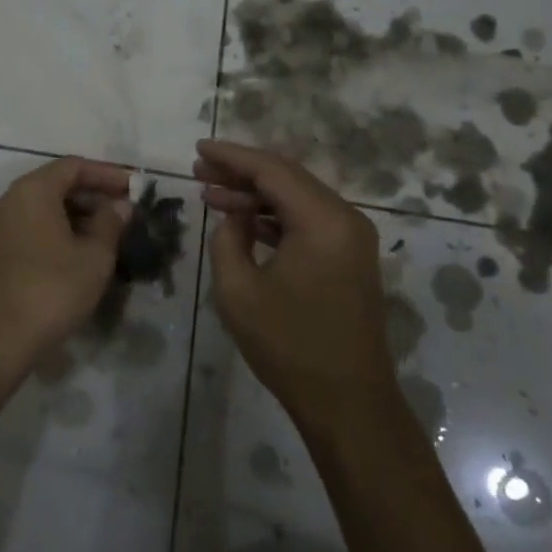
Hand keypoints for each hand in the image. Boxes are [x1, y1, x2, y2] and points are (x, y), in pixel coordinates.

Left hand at [0, 157, 129, 367]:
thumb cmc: (51, 289)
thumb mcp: (93, 257)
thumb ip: (110, 224)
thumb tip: (120, 206)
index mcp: (32, 190)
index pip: (74, 167)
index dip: (107, 174)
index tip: (135, 188)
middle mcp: (10, 200)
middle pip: (57, 184)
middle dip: (93, 196)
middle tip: (126, 213)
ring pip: (44, 208)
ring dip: (78, 216)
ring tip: (109, 236)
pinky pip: (32, 227)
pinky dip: (58, 232)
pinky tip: (81, 254)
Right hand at [196, 139, 396, 436]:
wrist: (348, 403)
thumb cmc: (289, 346)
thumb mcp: (238, 290)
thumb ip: (227, 239)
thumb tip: (234, 217)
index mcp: (323, 221)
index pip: (271, 170)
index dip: (231, 156)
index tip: (198, 149)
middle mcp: (345, 219)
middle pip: (287, 178)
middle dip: (241, 172)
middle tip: (200, 170)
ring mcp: (352, 239)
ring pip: (297, 198)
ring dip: (255, 195)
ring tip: (211, 193)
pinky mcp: (350, 258)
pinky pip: (307, 221)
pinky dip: (274, 216)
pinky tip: (243, 221)